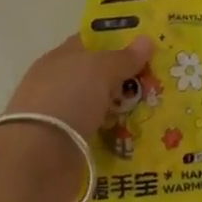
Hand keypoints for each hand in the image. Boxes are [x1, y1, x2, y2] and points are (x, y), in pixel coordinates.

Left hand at [0, 33, 153, 201]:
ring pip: (103, 107)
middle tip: (164, 78)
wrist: (36, 161)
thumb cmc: (66, 100)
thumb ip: (124, 57)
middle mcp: (59, 86)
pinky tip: (143, 136)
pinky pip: (102, 135)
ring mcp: (63, 118)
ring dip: (127, 109)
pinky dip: (119, 136)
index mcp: (60, 59)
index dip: (118, 40)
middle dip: (129, 77)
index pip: (91, 43)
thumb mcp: (100, 69)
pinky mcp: (69, 148)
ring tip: (162, 109)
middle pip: (100, 76)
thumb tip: (146, 39)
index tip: (149, 44)